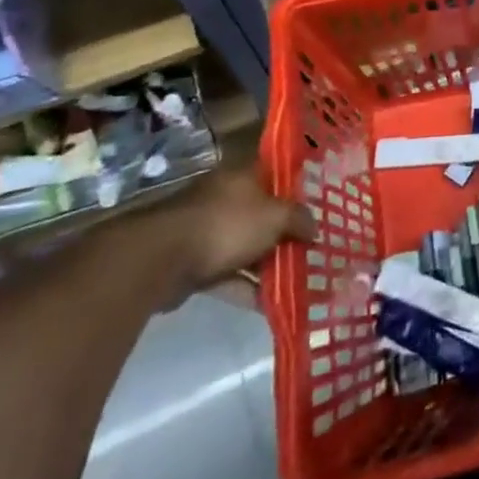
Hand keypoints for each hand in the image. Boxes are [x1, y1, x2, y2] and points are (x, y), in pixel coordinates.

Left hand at [161, 170, 314, 295]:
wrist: (162, 259)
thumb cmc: (227, 224)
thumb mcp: (275, 217)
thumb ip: (299, 220)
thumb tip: (315, 228)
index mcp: (243, 175)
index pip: (276, 175)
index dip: (297, 190)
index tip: (317, 208)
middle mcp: (225, 197)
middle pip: (262, 213)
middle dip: (284, 233)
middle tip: (310, 249)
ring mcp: (206, 230)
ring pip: (245, 245)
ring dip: (266, 264)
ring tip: (295, 282)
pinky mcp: (193, 262)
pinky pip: (227, 273)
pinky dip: (245, 286)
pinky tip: (267, 304)